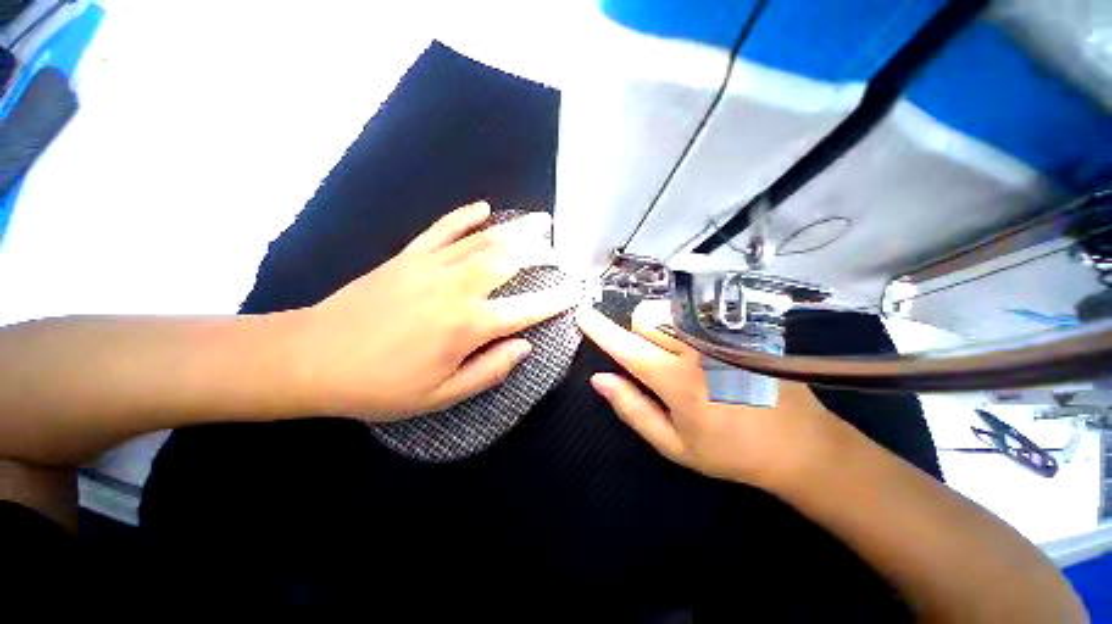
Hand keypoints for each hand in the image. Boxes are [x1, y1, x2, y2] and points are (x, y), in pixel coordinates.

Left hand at [290, 201, 575, 420]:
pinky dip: (465, 217)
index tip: (575, 290)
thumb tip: (525, 346)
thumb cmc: (380, 385)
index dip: (555, 299)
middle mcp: (457, 289)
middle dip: (541, 252)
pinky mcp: (408, 257)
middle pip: (509, 261)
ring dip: (516, 229)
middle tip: (561, 246)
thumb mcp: (441, 395)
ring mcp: (431, 266)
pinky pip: (443, 230)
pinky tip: (483, 208)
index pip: (526, 309)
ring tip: (539, 221)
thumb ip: (490, 370)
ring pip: (483, 241)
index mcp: (468, 325)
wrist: (311, 357)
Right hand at [577, 300, 848, 487]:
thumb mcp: (674, 445)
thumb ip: (632, 409)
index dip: (599, 329)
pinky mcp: (738, 331)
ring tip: (677, 354)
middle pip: (645, 319)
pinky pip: (694, 314)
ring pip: (668, 311)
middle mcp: (695, 349)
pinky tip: (702, 349)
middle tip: (652, 360)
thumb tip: (599, 379)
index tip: (582, 313)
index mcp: (676, 380)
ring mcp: (720, 336)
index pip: (626, 346)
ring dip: (659, 327)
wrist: (801, 444)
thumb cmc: (730, 451)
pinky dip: (682, 324)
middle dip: (637, 334)